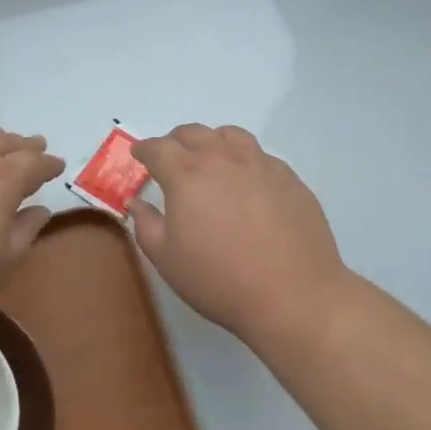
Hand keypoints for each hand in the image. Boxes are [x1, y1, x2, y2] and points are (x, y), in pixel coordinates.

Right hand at [130, 125, 350, 345]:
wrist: (293, 296)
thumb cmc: (218, 280)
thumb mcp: (166, 259)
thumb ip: (146, 224)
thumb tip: (137, 203)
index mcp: (186, 174)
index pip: (158, 148)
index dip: (144, 150)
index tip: (139, 155)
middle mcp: (223, 159)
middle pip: (193, 133)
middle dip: (175, 142)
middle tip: (171, 159)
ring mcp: (260, 164)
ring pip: (230, 136)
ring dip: (212, 142)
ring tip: (210, 160)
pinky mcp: (290, 178)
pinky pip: (260, 156)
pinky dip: (244, 160)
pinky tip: (247, 183)